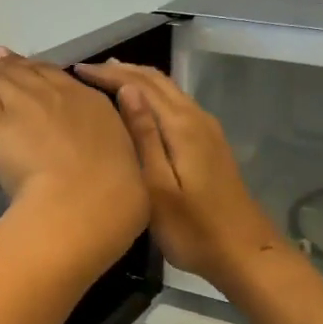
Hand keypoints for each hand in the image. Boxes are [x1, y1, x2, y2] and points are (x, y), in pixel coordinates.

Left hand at [0, 47, 149, 274]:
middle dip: (8, 64)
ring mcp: (24, 104)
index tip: (28, 65)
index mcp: (92, 104)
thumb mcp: (134, 162)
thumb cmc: (115, 197)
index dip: (40, 70)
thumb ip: (124, 139)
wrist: (83, 202)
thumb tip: (120, 124)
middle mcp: (57, 95)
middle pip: (26, 72)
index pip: (60, 78)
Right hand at [72, 61, 290, 291]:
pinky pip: (175, 106)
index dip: (110, 75)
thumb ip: (144, 137)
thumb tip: (127, 91)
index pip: (141, 86)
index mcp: (182, 126)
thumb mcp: (158, 187)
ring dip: (138, 81)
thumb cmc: (193, 228)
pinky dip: (152, 98)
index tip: (78, 71)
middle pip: (158, 81)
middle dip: (123, 71)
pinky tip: (138, 109)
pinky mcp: (210, 144)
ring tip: (107, 80)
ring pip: (168, 92)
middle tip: (88, 71)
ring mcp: (207, 131)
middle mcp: (197, 119)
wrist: (244, 252)